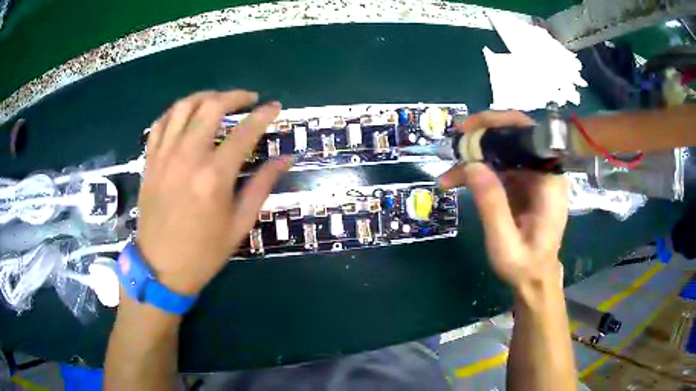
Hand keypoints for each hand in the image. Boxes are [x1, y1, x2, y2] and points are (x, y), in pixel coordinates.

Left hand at [136, 90, 290, 294]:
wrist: (161, 267)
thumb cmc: (204, 252)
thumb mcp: (240, 224)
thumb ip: (262, 186)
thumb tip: (285, 159)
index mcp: (214, 177)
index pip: (245, 132)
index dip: (263, 115)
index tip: (274, 107)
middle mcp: (187, 157)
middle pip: (211, 107)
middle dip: (234, 96)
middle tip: (247, 99)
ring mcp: (164, 156)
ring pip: (183, 107)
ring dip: (205, 97)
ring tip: (218, 101)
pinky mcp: (150, 161)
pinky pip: (161, 123)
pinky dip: (176, 111)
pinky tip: (187, 115)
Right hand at [438, 111, 567, 288]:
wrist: (534, 279)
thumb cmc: (524, 265)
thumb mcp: (504, 243)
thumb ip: (492, 205)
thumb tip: (472, 165)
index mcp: (549, 182)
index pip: (529, 135)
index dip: (500, 123)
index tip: (470, 128)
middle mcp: (544, 172)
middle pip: (514, 137)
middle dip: (481, 137)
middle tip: (453, 144)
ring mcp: (532, 178)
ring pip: (503, 152)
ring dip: (474, 157)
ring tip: (448, 174)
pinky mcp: (522, 185)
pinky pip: (498, 167)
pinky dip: (477, 171)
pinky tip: (456, 181)